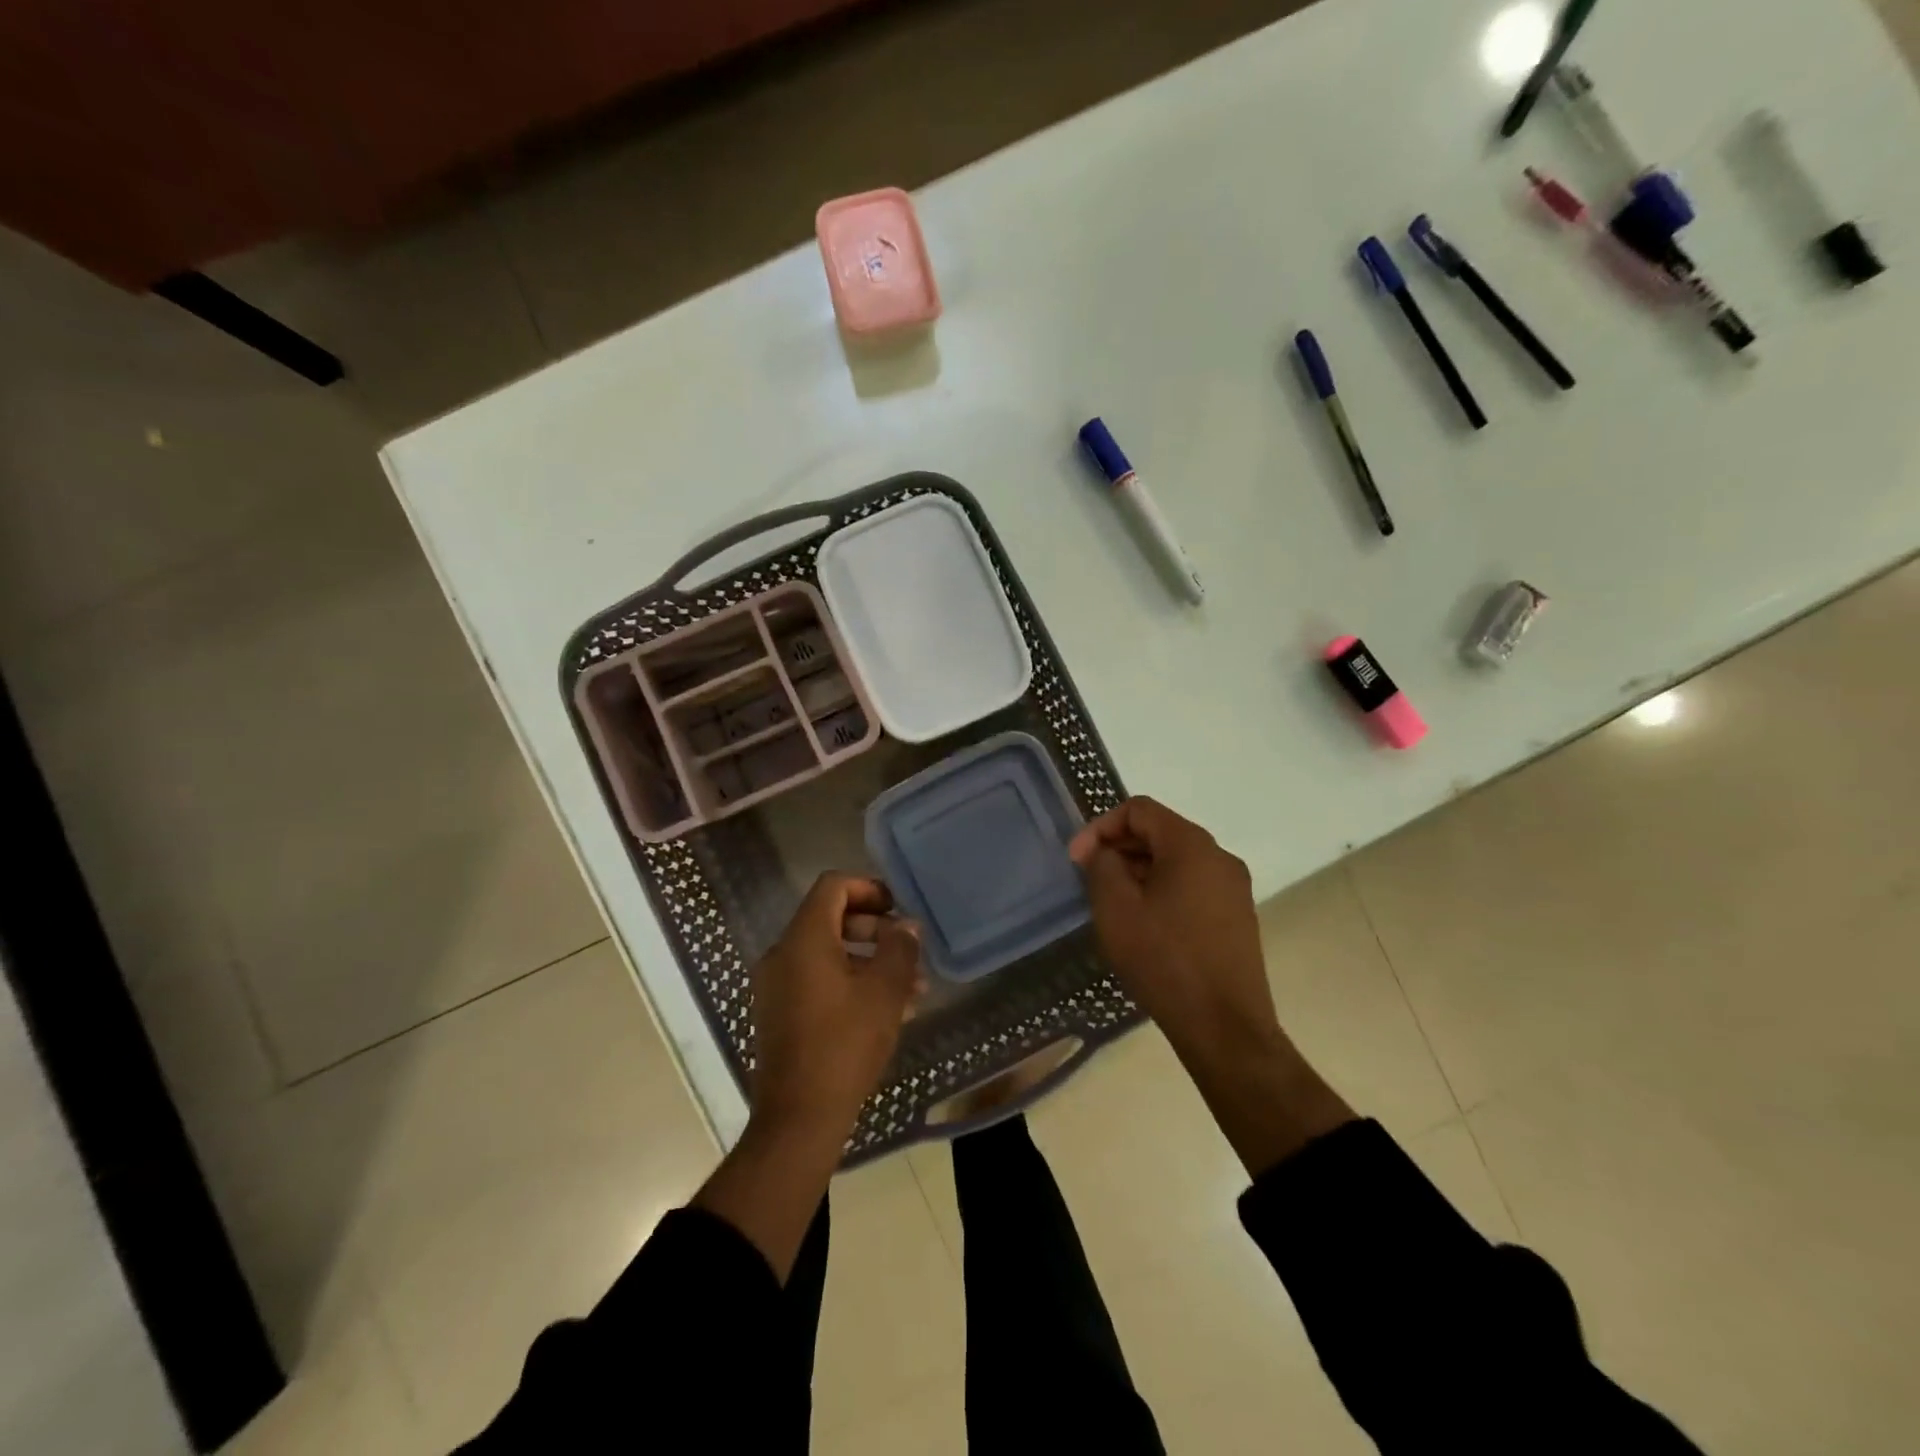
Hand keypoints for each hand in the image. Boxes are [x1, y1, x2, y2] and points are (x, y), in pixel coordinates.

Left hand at [750, 873, 923, 1139]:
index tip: (898, 909)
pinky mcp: (779, 1013)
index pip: (833, 886)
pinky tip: (886, 1010)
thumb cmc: (844, 1045)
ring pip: (827, 953)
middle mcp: (782, 954)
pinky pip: (816, 980)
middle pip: (830, 918)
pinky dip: (849, 981)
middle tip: (907, 950)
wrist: (798, 1118)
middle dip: (874, 928)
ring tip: (909, 987)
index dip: (868, 888)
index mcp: (803, 940)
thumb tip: (906, 926)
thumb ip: (900, 949)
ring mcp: (776, 986)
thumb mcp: (884, 992)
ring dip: (867, 960)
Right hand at [1068, 797, 1279, 1064]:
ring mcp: (1233, 888)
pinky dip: (1162, 890)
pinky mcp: (1237, 916)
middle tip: (1090, 880)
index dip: (1100, 827)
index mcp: (1192, 845)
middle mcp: (1219, 857)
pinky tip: (1145, 924)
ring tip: (1113, 904)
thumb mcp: (1116, 909)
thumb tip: (1104, 853)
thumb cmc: (1164, 960)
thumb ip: (1102, 866)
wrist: (1225, 1028)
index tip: (1077, 860)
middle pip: (1160, 831)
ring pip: (1176, 860)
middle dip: (1119, 848)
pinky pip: (1192, 885)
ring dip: (1139, 870)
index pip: (1139, 809)